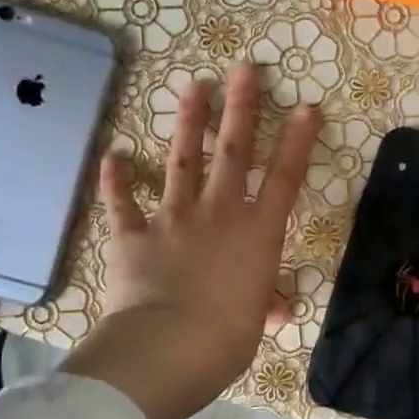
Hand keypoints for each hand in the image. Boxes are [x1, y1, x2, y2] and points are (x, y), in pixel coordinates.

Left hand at [63, 62, 318, 418]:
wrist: (168, 348)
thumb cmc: (227, 338)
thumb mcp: (256, 322)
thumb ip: (266, 304)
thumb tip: (279, 308)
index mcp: (257, 234)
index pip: (285, 179)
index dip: (297, 142)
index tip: (305, 107)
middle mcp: (219, 214)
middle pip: (233, 153)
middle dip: (241, 109)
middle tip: (244, 69)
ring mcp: (174, 220)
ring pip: (183, 163)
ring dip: (188, 124)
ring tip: (193, 86)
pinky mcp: (134, 237)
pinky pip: (124, 205)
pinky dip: (117, 182)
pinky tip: (112, 157)